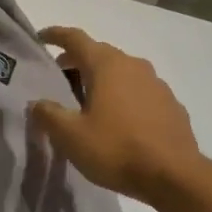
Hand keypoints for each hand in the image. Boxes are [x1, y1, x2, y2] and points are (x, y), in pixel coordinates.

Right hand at [30, 26, 203, 205]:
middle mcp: (134, 65)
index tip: (41, 38)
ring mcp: (157, 84)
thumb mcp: (70, 136)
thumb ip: (48, 114)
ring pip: (121, 73)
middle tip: (59, 79)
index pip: (76, 39)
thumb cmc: (116, 149)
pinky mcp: (171, 105)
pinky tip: (118, 122)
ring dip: (101, 81)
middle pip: (99, 54)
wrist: (173, 176)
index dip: (55, 35)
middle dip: (76, 62)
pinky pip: (139, 92)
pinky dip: (123, 98)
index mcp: (106, 65)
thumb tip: (38, 103)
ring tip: (87, 104)